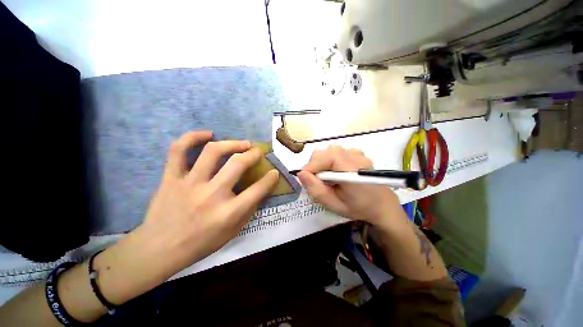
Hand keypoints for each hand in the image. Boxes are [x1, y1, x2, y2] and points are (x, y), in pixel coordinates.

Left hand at [133, 131, 278, 280]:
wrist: (159, 249)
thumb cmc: (201, 243)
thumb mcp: (233, 232)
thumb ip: (249, 210)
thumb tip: (261, 190)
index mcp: (228, 212)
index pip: (258, 190)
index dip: (271, 178)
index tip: (274, 172)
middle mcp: (211, 195)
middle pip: (238, 164)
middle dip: (253, 154)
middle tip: (257, 151)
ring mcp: (189, 184)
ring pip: (212, 152)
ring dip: (232, 143)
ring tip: (241, 143)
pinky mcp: (171, 178)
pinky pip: (179, 150)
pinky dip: (193, 137)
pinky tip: (208, 135)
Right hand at [297, 145, 401, 225]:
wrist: (381, 203)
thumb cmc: (358, 207)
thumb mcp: (334, 204)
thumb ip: (317, 190)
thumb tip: (301, 173)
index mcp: (351, 170)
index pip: (324, 158)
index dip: (311, 167)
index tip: (305, 179)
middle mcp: (354, 155)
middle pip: (324, 152)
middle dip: (315, 166)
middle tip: (317, 181)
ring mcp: (356, 152)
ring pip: (328, 152)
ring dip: (322, 163)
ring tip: (327, 178)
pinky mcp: (356, 152)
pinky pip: (335, 152)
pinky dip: (330, 161)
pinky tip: (336, 172)